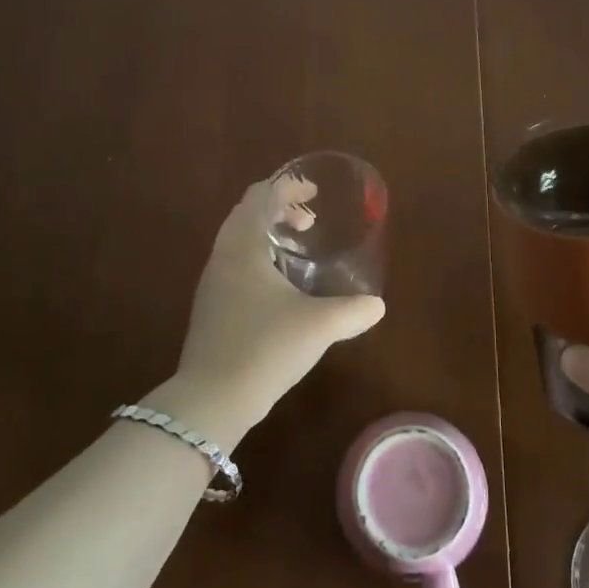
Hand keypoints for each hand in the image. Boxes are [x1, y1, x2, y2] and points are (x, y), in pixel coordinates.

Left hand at [166, 177, 385, 442]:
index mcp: (243, 247)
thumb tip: (377, 305)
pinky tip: (280, 288)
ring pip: (238, 241)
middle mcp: (222, 257)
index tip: (314, 192)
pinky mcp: (211, 309)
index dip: (287, 187)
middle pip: (246, 214)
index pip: (259, 196)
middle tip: (310, 221)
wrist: (212, 400)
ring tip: (298, 250)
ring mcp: (212, 284)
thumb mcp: (318, 326)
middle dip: (278, 209)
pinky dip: (258, 259)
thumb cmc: (265, 347)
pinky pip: (235, 265)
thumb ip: (352, 311)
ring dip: (267, 235)